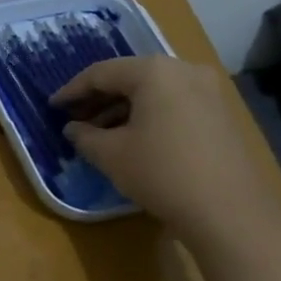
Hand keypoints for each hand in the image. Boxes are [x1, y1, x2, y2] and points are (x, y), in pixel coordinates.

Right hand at [53, 57, 280, 280]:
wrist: (228, 210)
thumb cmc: (161, 172)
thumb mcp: (111, 155)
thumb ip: (85, 136)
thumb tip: (73, 129)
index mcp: (154, 71)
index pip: (101, 72)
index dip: (72, 90)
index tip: (52, 107)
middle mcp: (183, 70)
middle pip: (130, 78)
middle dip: (98, 99)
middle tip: (73, 120)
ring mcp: (208, 91)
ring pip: (153, 92)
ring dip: (122, 109)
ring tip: (97, 133)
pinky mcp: (220, 114)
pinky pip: (173, 104)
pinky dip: (147, 116)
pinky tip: (131, 139)